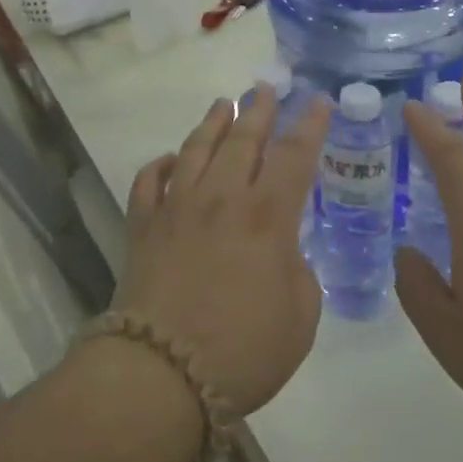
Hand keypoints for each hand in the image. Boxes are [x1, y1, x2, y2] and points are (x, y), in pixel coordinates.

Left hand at [119, 88, 330, 416]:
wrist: (161, 374)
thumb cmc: (244, 350)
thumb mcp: (301, 316)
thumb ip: (298, 272)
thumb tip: (281, 252)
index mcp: (268, 216)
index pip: (294, 155)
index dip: (310, 125)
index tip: (318, 101)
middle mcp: (222, 198)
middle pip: (243, 139)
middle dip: (259, 109)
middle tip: (266, 87)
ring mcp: (177, 209)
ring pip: (196, 149)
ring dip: (213, 123)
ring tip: (224, 105)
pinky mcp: (143, 227)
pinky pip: (149, 182)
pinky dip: (161, 165)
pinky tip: (170, 160)